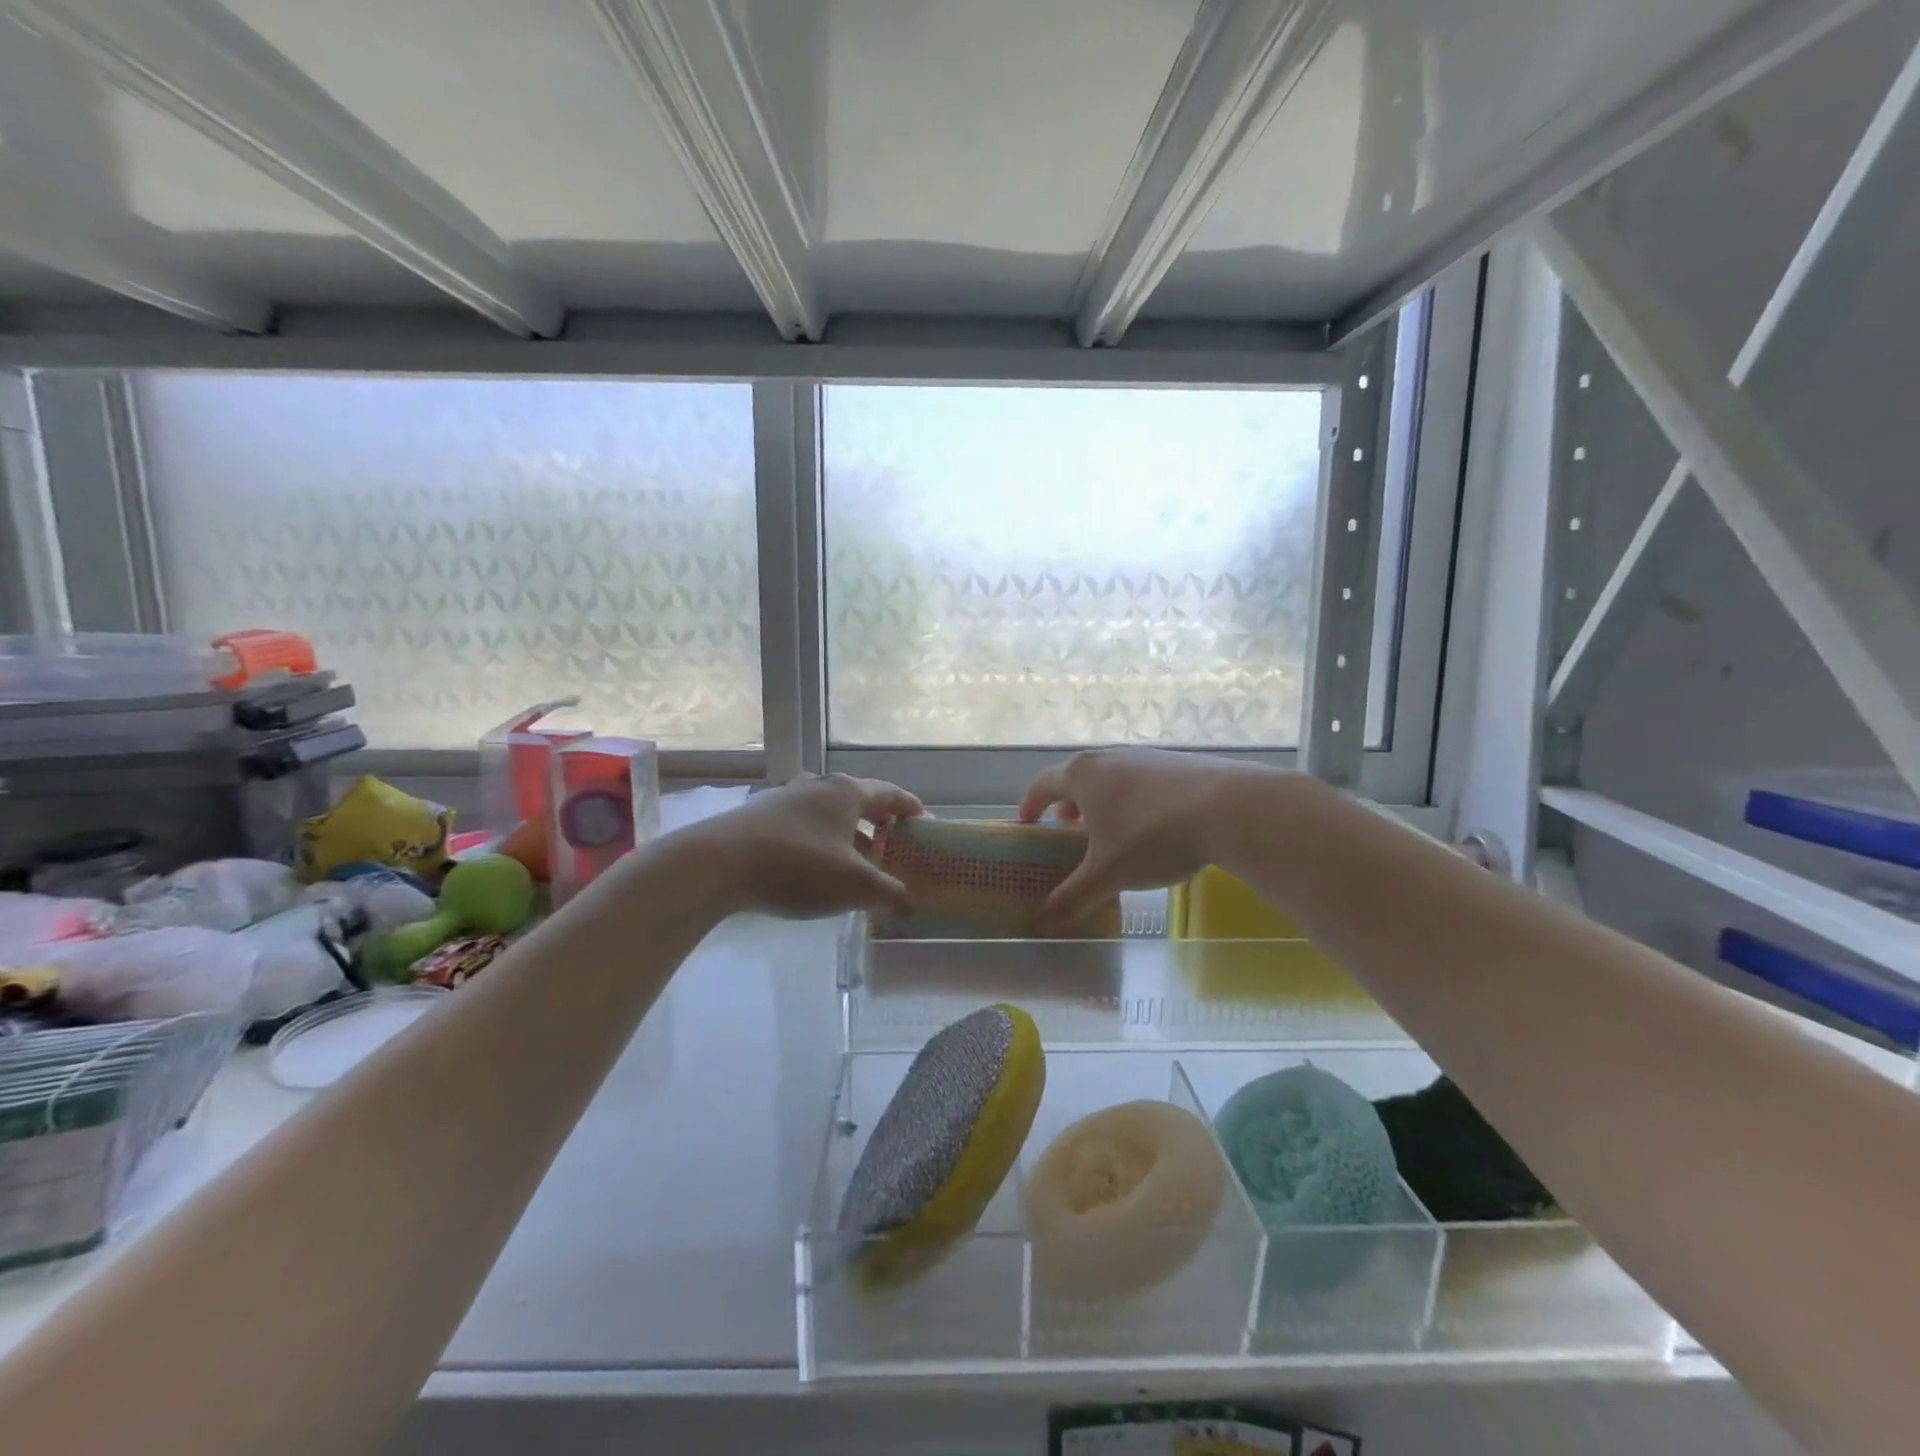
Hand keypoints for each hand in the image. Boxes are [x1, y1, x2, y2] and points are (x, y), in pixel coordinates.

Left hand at [691, 773, 922, 919]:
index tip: (926, 822)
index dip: (911, 808)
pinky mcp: (759, 817)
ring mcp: (786, 798)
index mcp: (848, 792)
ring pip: (829, 816)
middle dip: (880, 826)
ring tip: (857, 866)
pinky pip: (804, 827)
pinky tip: (815, 871)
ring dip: (848, 838)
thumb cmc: (798, 866)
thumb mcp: (854, 886)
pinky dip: (820, 844)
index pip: (891, 794)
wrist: (716, 864)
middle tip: (894, 848)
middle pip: (859, 802)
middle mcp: (819, 786)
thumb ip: (888, 894)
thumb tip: (909, 902)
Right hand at [1017, 749, 1273, 931]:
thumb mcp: (1108, 874)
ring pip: (1113, 779)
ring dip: (1103, 804)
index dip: (1030, 804)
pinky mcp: (1180, 763)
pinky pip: (1144, 782)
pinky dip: (1135, 802)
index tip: (1026, 823)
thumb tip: (1045, 922)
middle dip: (1069, 806)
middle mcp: (1110, 758)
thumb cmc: (1152, 837)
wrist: (1228, 808)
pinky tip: (1154, 828)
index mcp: (1083, 776)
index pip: (1043, 784)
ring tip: (1111, 833)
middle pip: (1078, 779)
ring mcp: (1147, 757)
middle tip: (1067, 830)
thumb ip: (1074, 897)